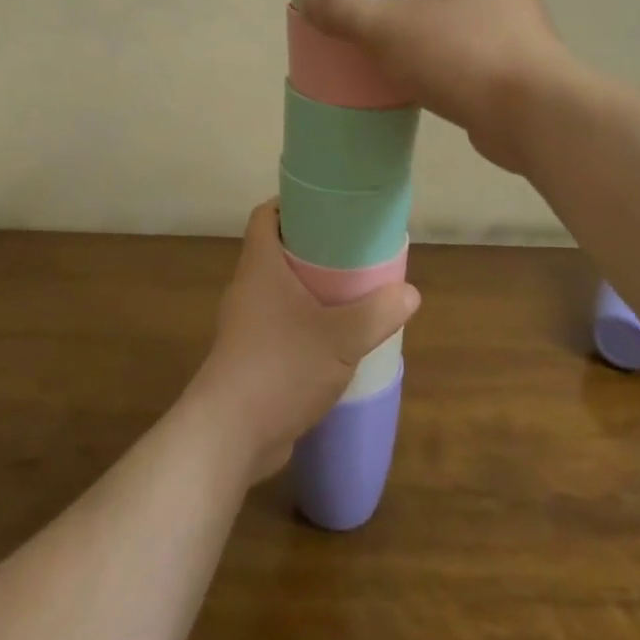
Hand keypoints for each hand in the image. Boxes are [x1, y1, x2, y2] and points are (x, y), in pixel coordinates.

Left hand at [189, 201, 418, 481]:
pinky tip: (333, 341)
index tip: (325, 206)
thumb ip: (377, 313)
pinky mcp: (249, 358)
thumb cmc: (281, 367)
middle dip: (311, 248)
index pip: (265, 216)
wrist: (230, 435)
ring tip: (349, 293)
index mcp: (260, 267)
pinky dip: (303, 324)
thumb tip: (409, 293)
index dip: (290, 203)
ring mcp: (245, 326)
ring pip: (279, 292)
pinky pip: (279, 326)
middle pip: (276, 252)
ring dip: (309, 290)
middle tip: (351, 250)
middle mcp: (248, 289)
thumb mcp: (340, 338)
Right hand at [301, 0, 573, 172]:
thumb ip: (347, 12)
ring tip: (394, 15)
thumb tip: (312, 1)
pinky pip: (473, 31)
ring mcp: (515, 17)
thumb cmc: (464, 54)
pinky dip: (445, 33)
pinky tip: (418, 59)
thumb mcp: (390, 30)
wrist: (535, 116)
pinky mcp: (516, 54)